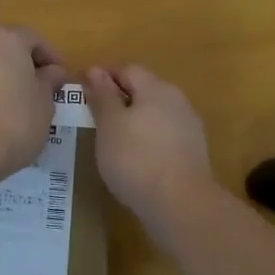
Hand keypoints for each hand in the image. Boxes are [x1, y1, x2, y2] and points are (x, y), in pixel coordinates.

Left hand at [0, 21, 67, 182]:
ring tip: (10, 100)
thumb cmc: (13, 123)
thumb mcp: (44, 104)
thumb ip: (48, 82)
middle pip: (3, 44)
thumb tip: (52, 72)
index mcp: (7, 38)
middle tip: (34, 85)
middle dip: (19, 61)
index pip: (34, 39)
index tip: (61, 78)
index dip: (51, 58)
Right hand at [86, 64, 216, 238]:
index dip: (103, 76)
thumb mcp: (109, 124)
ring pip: (155, 114)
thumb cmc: (135, 158)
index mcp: (156, 88)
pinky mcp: (193, 152)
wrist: (180, 204)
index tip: (82, 93)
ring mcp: (189, 127)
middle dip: (119, 99)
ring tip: (110, 140)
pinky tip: (133, 158)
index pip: (127, 69)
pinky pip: (164, 136)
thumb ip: (102, 95)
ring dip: (133, 121)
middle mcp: (177, 100)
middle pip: (144, 90)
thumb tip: (95, 70)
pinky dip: (146, 140)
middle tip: (93, 117)